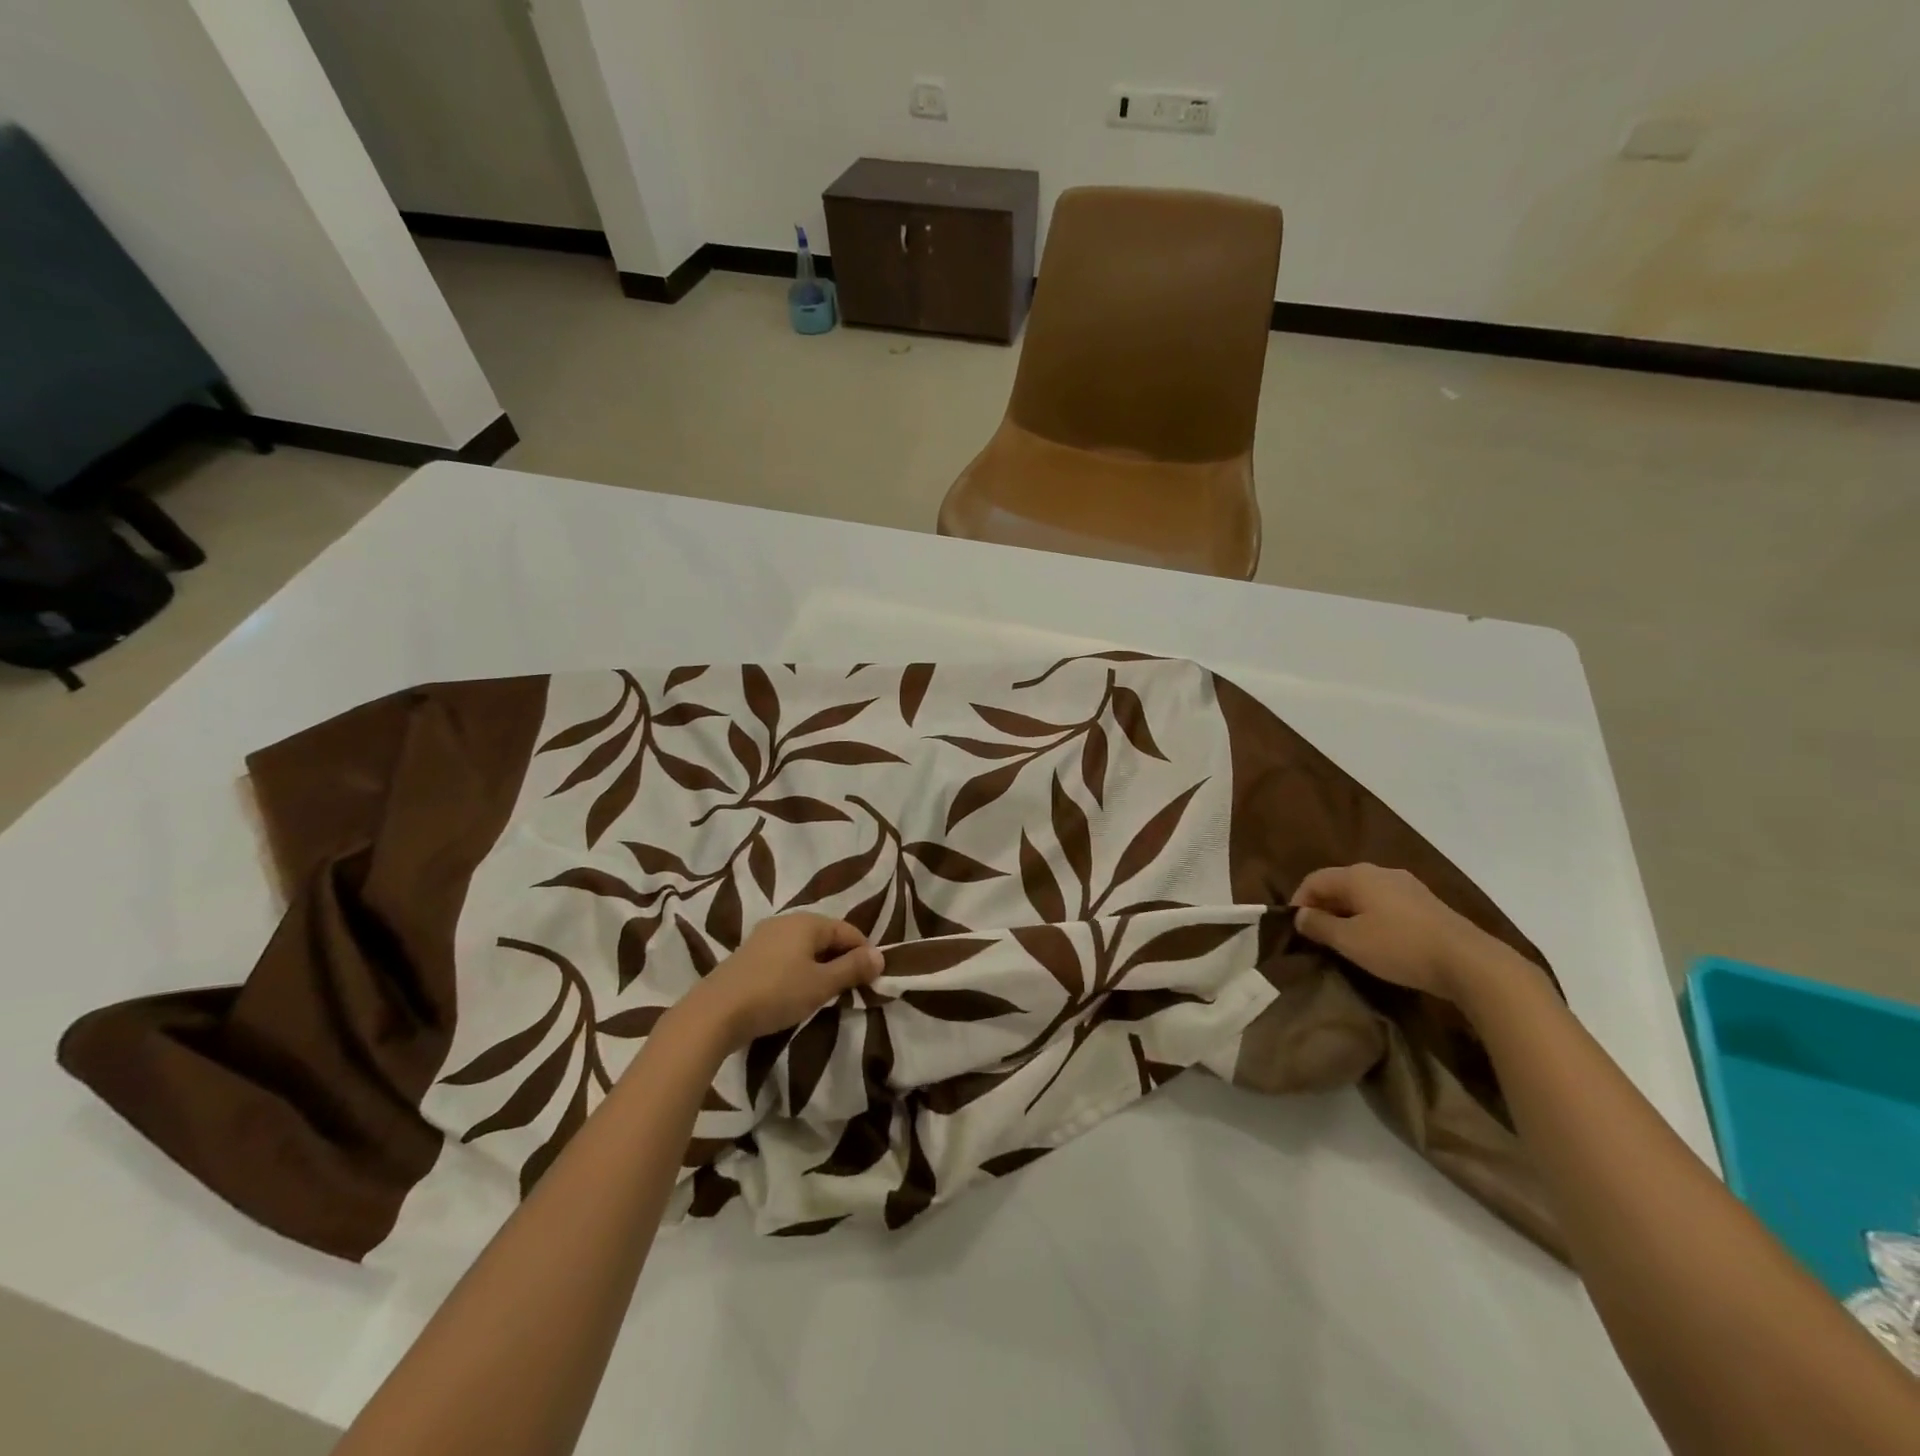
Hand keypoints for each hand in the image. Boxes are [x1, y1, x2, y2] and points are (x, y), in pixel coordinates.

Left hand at [679, 913, 882, 1049]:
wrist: (715, 1012)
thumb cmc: (776, 993)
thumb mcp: (821, 984)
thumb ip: (852, 969)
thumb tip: (880, 956)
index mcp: (807, 922)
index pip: (848, 931)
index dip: (864, 953)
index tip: (872, 979)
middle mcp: (786, 921)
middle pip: (825, 936)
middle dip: (841, 959)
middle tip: (850, 989)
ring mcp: (764, 937)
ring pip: (804, 947)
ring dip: (819, 966)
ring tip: (825, 993)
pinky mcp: (748, 955)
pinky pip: (785, 956)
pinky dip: (798, 970)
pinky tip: (795, 992)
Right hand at [1290, 864, 1517, 1000]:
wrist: (1470, 962)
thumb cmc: (1400, 947)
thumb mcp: (1350, 941)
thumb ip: (1320, 925)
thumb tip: (1301, 916)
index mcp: (1357, 875)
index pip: (1314, 880)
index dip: (1299, 901)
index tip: (1295, 928)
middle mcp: (1380, 872)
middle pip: (1339, 883)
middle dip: (1324, 907)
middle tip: (1317, 935)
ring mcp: (1407, 885)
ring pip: (1364, 894)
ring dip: (1348, 913)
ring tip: (1345, 939)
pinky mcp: (1426, 903)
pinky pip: (1385, 903)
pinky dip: (1371, 917)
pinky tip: (1377, 940)